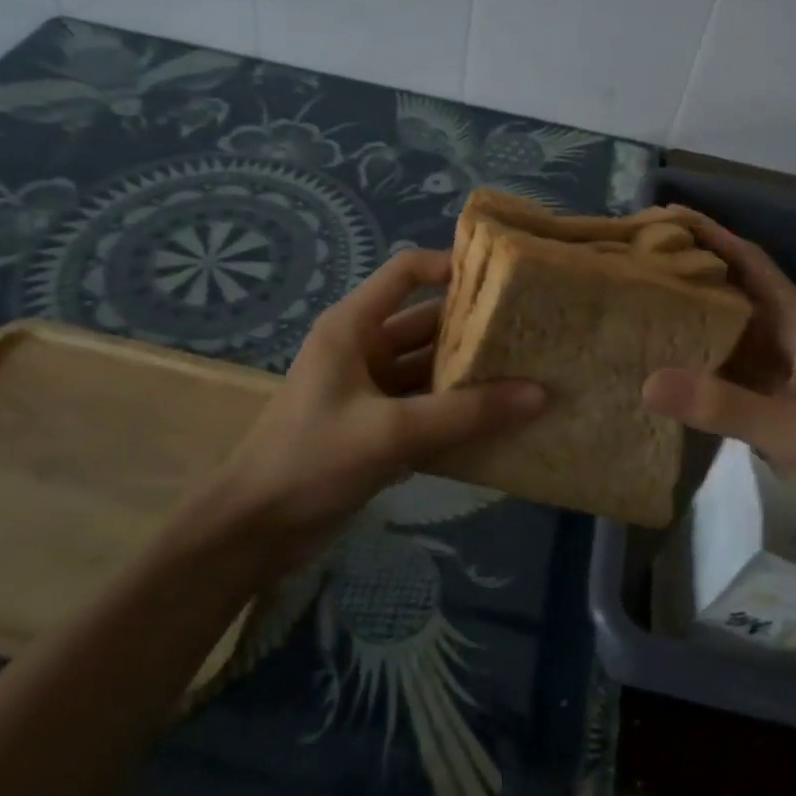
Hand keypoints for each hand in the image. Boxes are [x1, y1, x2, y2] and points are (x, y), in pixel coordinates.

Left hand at [204, 248, 545, 560]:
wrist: (255, 530)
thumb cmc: (313, 459)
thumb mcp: (392, 431)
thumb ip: (465, 413)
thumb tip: (540, 393)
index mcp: (353, 327)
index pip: (405, 273)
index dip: (449, 266)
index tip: (501, 279)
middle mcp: (362, 348)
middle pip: (425, 323)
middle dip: (472, 327)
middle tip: (531, 332)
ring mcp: (369, 388)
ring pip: (428, 368)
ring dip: (468, 373)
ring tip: (527, 372)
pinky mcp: (375, 425)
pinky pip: (424, 405)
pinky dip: (454, 410)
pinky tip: (498, 419)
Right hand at [641, 210, 795, 536]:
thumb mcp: (791, 428)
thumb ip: (722, 405)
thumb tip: (647, 381)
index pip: (750, 261)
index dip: (711, 235)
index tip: (664, 217)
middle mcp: (785, 338)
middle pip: (731, 289)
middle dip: (689, 270)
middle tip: (634, 259)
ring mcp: (775, 373)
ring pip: (724, 329)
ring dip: (687, 314)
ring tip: (636, 302)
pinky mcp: (766, 403)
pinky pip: (721, 368)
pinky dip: (691, 360)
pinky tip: (658, 364)